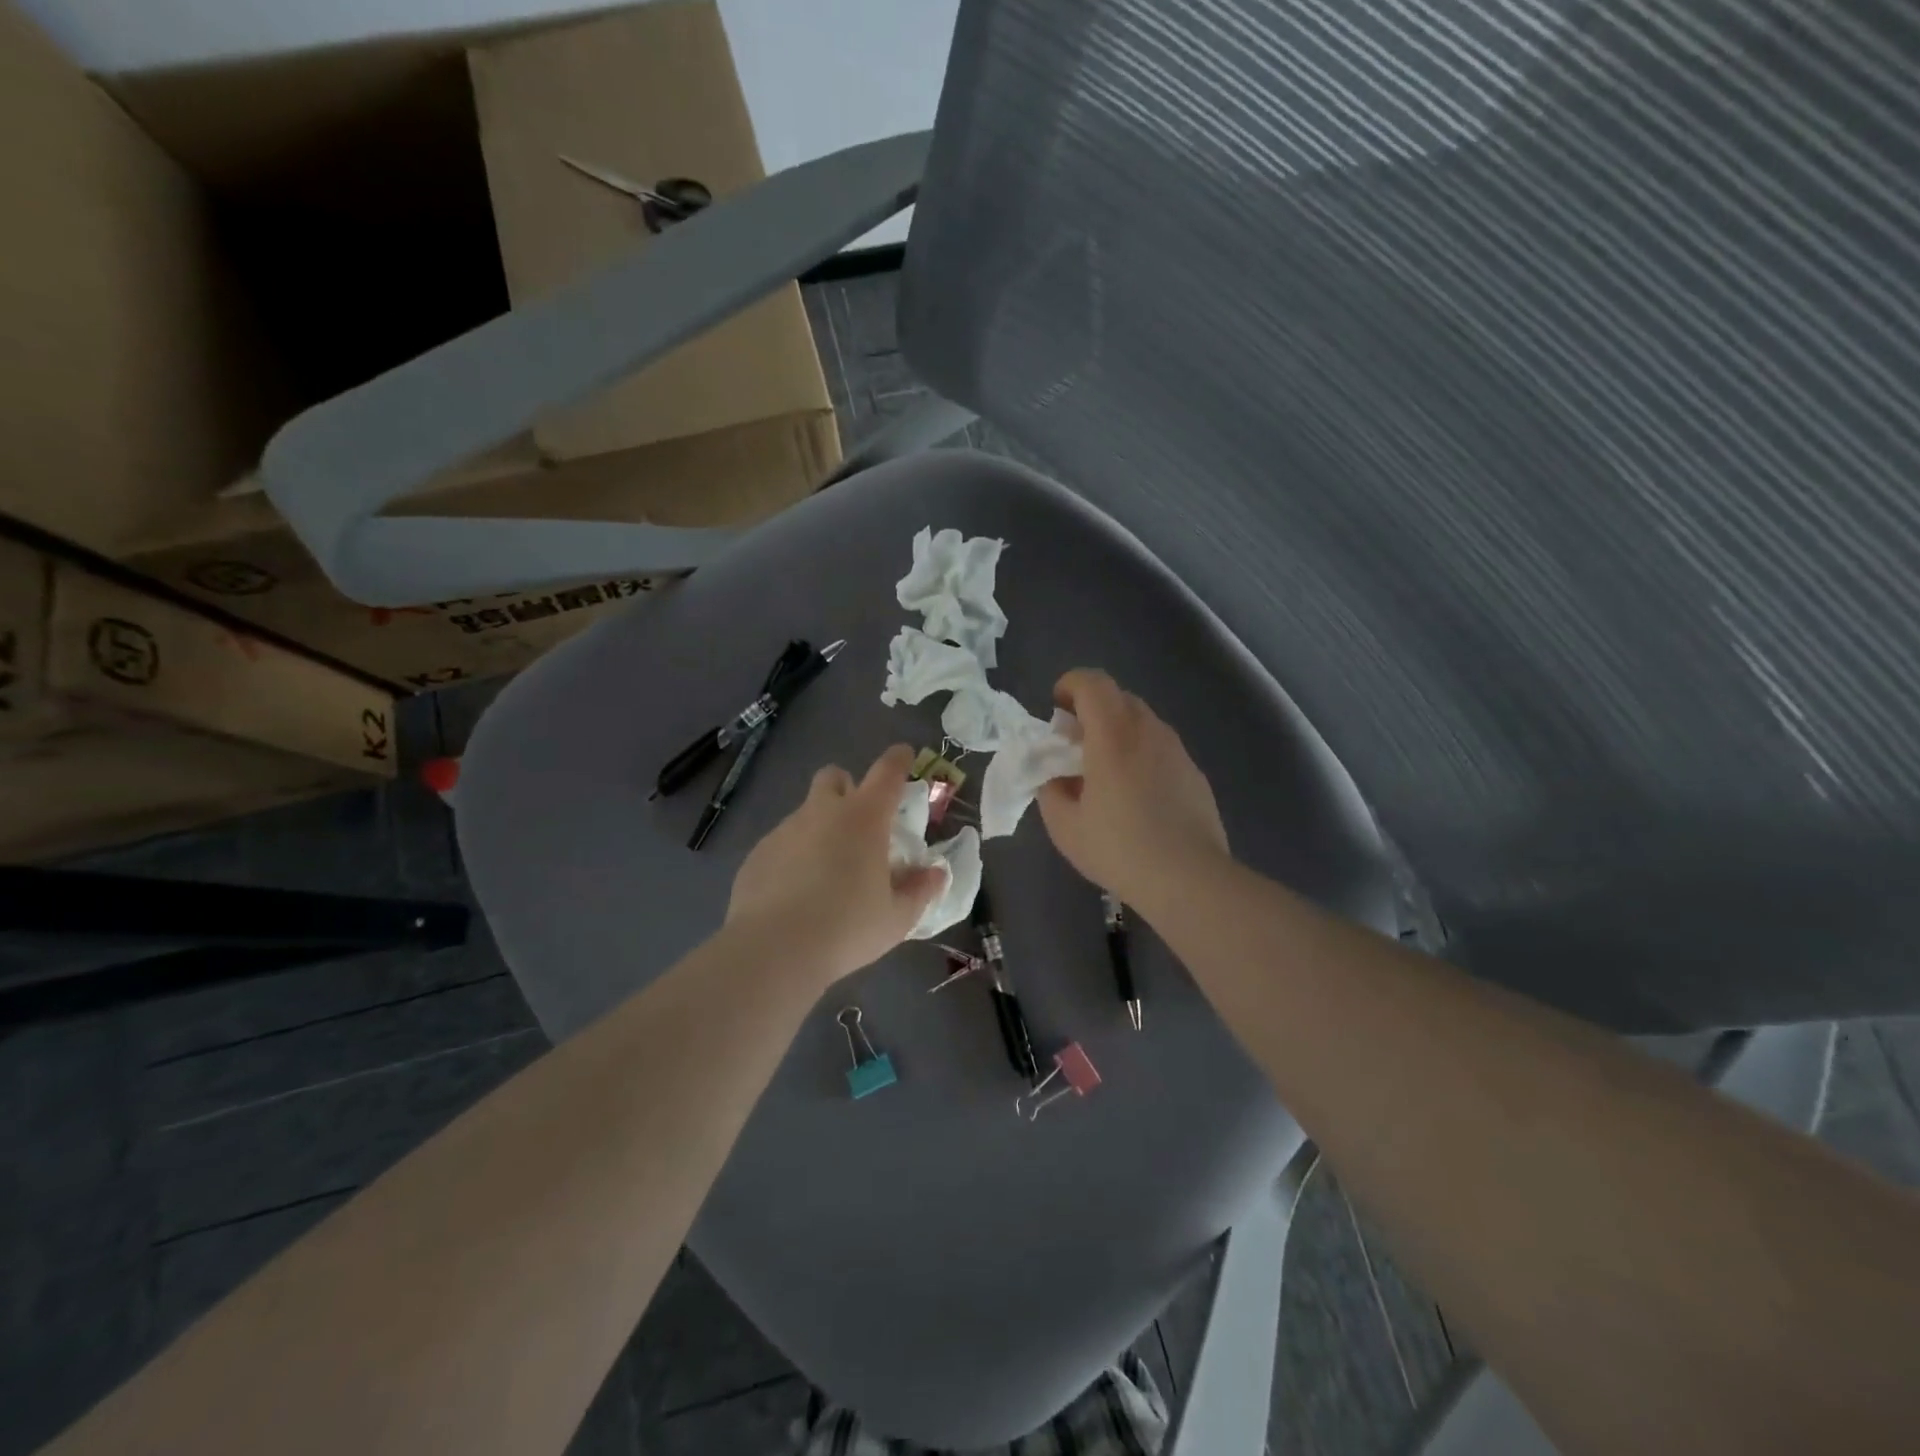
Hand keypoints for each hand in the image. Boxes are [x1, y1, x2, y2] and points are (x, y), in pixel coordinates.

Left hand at [726, 744, 945, 985]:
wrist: (774, 949)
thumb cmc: (847, 928)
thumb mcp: (897, 917)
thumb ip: (919, 890)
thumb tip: (935, 873)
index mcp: (865, 819)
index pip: (886, 772)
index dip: (898, 760)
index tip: (904, 755)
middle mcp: (823, 812)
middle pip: (834, 777)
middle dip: (847, 787)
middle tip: (859, 820)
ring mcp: (785, 830)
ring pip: (806, 812)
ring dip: (820, 826)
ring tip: (827, 870)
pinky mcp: (758, 853)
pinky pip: (782, 842)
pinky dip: (795, 855)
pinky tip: (796, 892)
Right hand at [1038, 669, 1228, 911]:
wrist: (1189, 878)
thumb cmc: (1119, 849)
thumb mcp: (1064, 826)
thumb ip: (1051, 791)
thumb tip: (1056, 778)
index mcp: (1113, 735)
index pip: (1092, 683)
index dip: (1070, 685)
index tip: (1056, 708)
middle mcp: (1148, 731)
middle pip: (1118, 697)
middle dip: (1091, 709)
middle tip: (1074, 744)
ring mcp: (1177, 750)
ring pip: (1142, 721)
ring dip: (1117, 732)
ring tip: (1104, 773)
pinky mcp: (1194, 772)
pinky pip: (1160, 748)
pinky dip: (1140, 754)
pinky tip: (1136, 796)